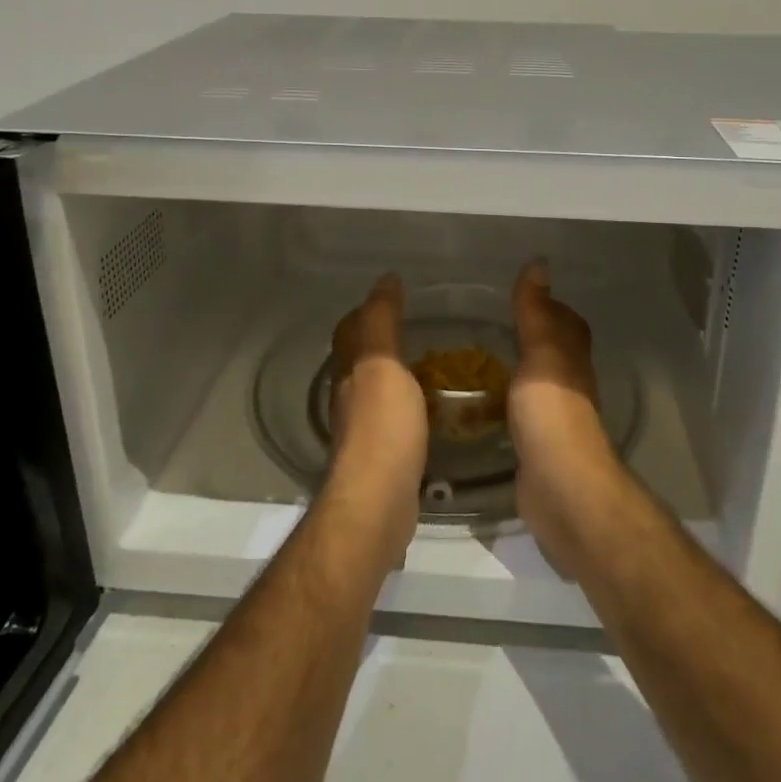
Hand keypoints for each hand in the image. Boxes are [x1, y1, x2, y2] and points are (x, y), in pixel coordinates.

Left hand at [325, 274, 428, 572]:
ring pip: (375, 389)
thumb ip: (382, 322)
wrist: (378, 503)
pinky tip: (430, 408)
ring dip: (394, 373)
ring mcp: (364, 431)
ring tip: (428, 363)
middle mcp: (350, 397)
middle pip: (358, 359)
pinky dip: (408, 404)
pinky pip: (394, 418)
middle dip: (378, 339)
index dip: (367, 310)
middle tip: (415, 326)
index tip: (394, 293)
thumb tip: (385, 278)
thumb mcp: (383, 365)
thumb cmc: (383, 428)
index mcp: (350, 372)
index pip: (352, 330)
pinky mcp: (382, 458)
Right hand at [508, 260, 627, 577]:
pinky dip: (506, 401)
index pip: (566, 322)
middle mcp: (569, 384)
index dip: (548, 305)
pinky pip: (521, 413)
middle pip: (554, 351)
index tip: (518, 293)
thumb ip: (536, 312)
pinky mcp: (537, 446)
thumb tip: (539, 263)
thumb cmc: (551, 413)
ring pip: (537, 382)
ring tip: (476, 359)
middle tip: (489, 324)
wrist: (559, 487)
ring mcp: (555, 417)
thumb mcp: (542, 353)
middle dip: (530, 336)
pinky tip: (480, 404)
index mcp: (571, 358)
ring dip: (517, 369)